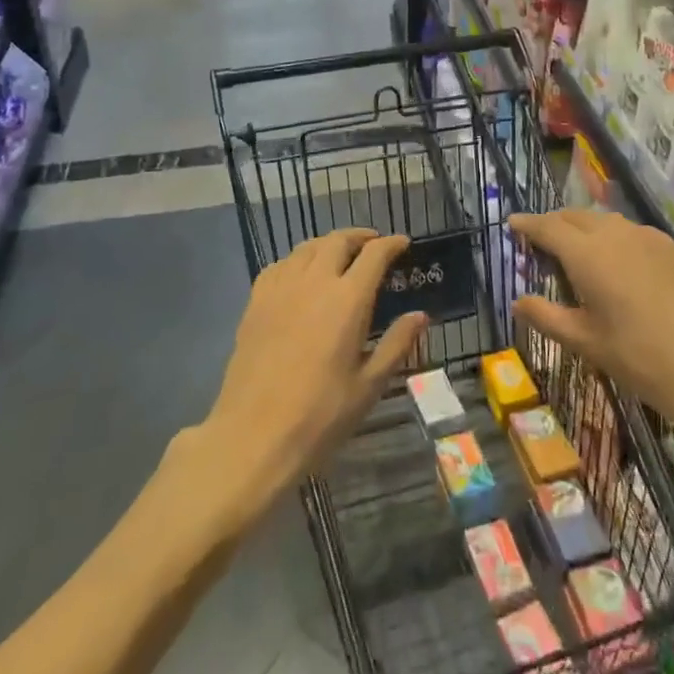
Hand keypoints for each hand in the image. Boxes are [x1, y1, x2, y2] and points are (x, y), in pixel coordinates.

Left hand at [204, 228, 427, 499]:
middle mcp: (314, 282)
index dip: (391, 244)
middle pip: (338, 241)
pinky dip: (297, 261)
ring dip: (328, 244)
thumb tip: (421, 315)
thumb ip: (396, 344)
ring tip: (339, 255)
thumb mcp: (369, 386)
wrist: (253, 436)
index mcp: (348, 300)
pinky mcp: (255, 302)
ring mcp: (280, 289)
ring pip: (306, 248)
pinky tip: (300, 275)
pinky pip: (279, 265)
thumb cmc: (320, 416)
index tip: (402, 243)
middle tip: (373, 245)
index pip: (374, 255)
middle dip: (360, 237)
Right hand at [509, 210, 673, 440]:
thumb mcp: (586, 342)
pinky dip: (614, 238)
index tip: (512, 222)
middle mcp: (616, 234)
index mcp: (587, 254)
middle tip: (540, 240)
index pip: (548, 226)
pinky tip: (619, 263)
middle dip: (555, 223)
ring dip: (585, 228)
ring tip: (577, 250)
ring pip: (606, 221)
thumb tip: (517, 300)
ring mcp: (650, 237)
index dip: (527, 223)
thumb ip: (546, 316)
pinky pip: (633, 232)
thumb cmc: (641, 359)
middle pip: (576, 216)